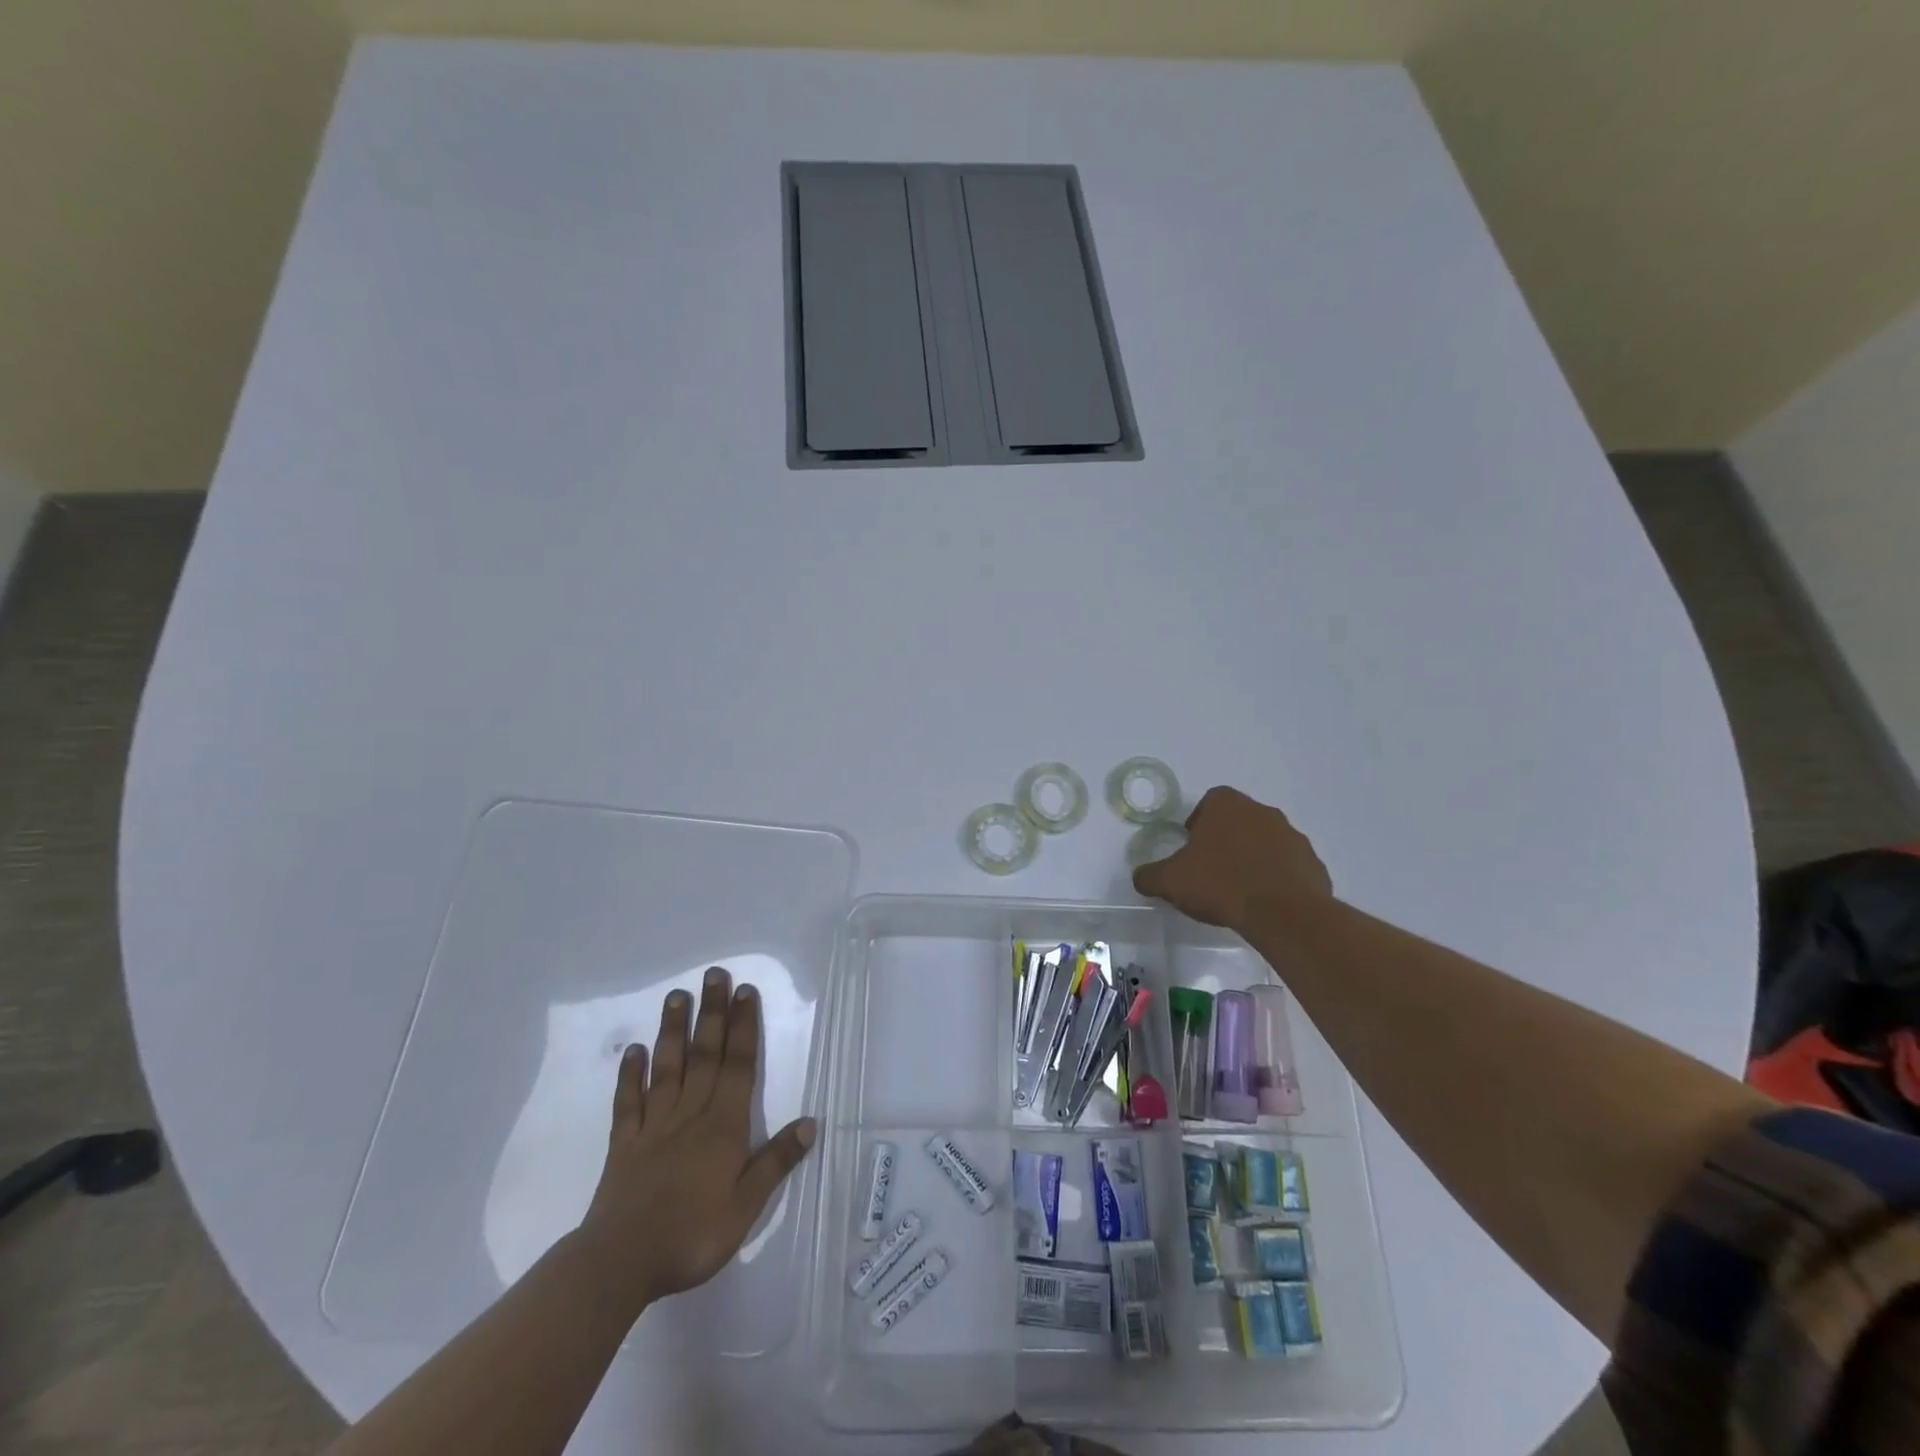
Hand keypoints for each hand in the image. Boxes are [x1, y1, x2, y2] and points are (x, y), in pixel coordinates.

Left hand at [576, 966, 815, 1314]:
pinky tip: (633, 1050)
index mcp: (723, 1127)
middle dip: (712, 1013)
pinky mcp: (624, 1145)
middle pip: (705, 1055)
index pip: (738, 1067)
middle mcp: (690, 1115)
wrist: (620, 1264)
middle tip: (714, 974)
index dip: (743, 1027)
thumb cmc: (691, 1236)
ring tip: (677, 995)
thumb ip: (775, 1162)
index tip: (745, 992)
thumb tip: (810, 1122)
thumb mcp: (746, 1207)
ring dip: (674, 1031)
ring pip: (667, 1069)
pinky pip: (628, 1103)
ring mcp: (653, 1126)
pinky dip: (630, 1075)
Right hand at [1131, 786, 1331, 930]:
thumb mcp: (1170, 881)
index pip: (1209, 802)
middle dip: (1225, 840)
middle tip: (1212, 870)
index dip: (1198, 823)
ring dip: (1253, 857)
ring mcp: (1292, 836)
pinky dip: (1276, 878)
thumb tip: (1141, 876)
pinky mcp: (1312, 863)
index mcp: (1227, 805)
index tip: (1191, 849)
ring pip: (1265, 841)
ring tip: (1239, 889)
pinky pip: (1288, 865)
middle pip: (1238, 820)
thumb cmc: (1221, 884)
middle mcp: (1262, 811)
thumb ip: (1150, 876)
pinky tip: (1264, 902)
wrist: (1283, 914)